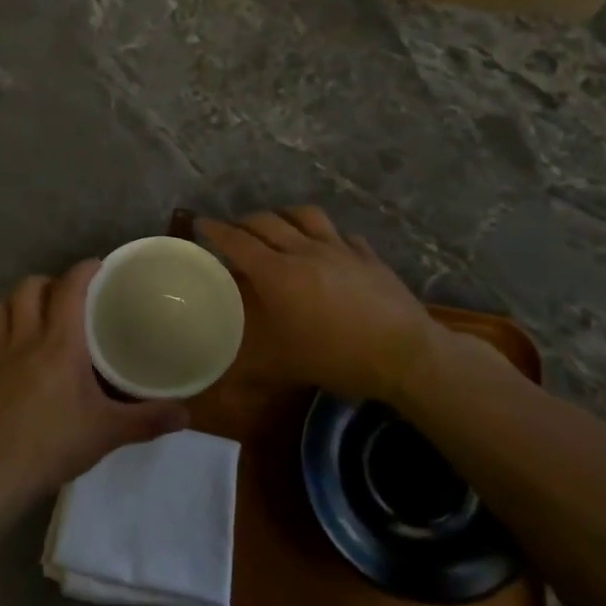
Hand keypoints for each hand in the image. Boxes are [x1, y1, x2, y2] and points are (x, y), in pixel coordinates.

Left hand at [0, 260, 188, 516]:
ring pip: (0, 307)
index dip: (84, 270)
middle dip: (49, 281)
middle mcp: (26, 339)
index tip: (98, 266)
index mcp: (60, 343)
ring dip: (18, 301)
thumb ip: (148, 419)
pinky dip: (0, 331)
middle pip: (28, 288)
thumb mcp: (109, 432)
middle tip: (69, 295)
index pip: (70, 289)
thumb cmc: (55, 444)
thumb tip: (186, 414)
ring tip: (38, 314)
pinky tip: (13, 348)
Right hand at [198, 206, 444, 404]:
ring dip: (284, 215)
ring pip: (305, 215)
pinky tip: (328, 247)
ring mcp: (339, 249)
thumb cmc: (337, 357)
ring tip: (278, 226)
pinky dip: (326, 235)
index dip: (216, 230)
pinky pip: (342, 235)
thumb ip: (250, 368)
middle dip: (244, 221)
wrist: (404, 353)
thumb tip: (223, 390)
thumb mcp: (284, 366)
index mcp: (276, 273)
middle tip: (234, 231)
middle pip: (267, 222)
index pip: (237, 242)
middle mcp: (303, 251)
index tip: (201, 223)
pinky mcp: (367, 255)